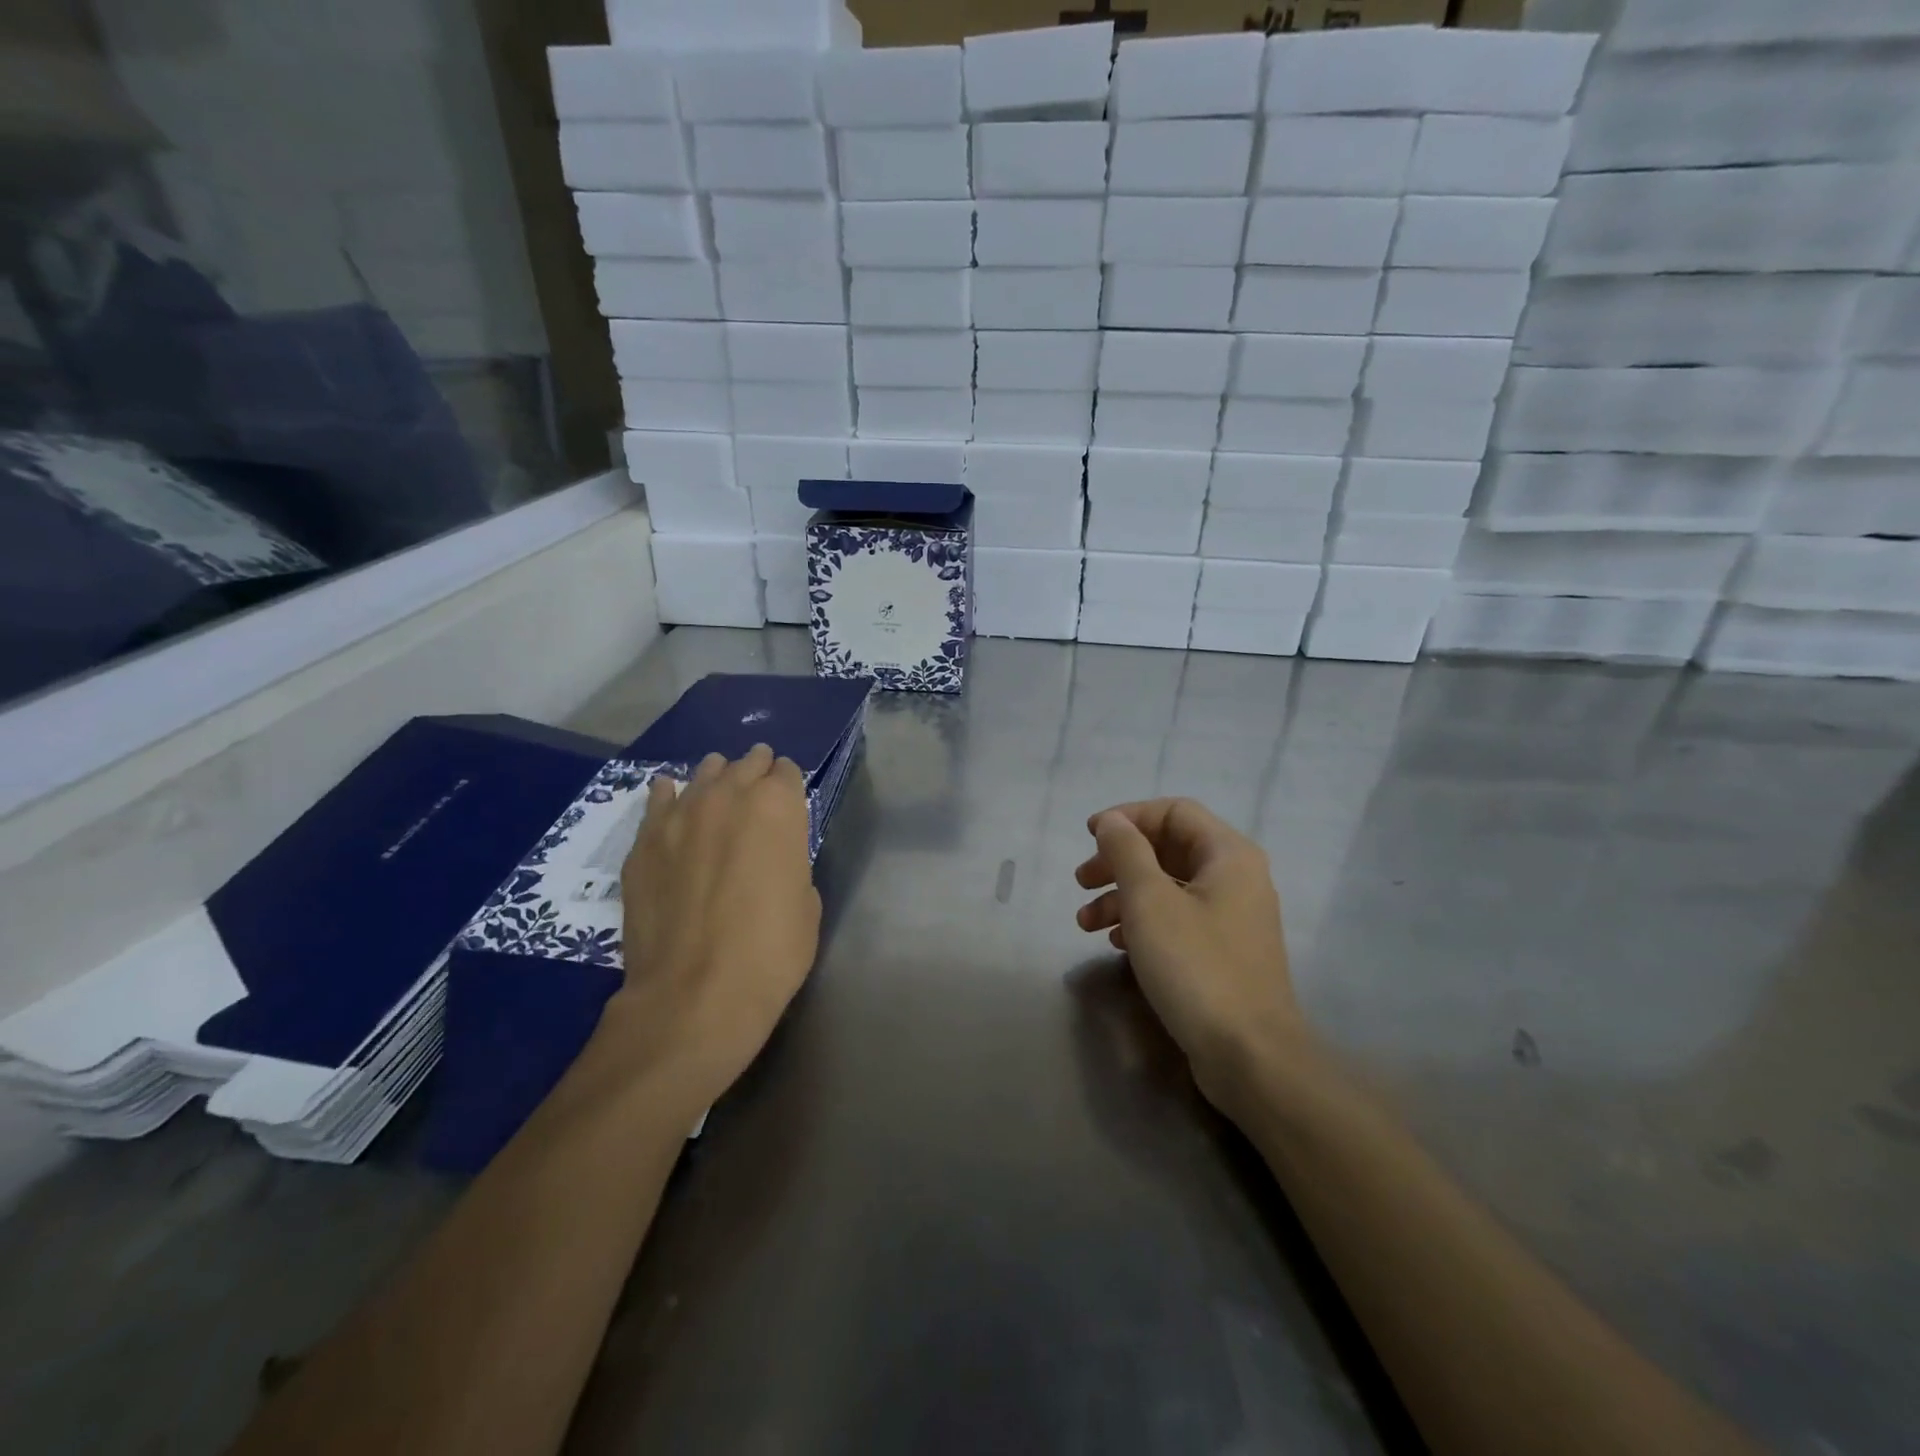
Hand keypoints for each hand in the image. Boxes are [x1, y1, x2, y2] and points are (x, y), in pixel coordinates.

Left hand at [607, 745, 821, 1108]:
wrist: (696, 993)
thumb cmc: (771, 951)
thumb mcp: (806, 902)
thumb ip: (790, 861)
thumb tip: (771, 856)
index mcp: (778, 807)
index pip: (786, 772)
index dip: (789, 785)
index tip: (788, 801)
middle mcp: (729, 795)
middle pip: (746, 764)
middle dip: (756, 773)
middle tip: (759, 793)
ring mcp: (681, 815)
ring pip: (703, 773)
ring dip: (718, 780)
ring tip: (720, 793)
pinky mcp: (644, 840)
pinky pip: (659, 799)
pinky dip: (671, 797)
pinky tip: (674, 801)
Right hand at [1075, 799, 1307, 1109]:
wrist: (1249, 1056)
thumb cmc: (1196, 966)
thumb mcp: (1149, 901)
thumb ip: (1127, 852)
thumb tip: (1113, 822)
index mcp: (1228, 855)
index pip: (1174, 811)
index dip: (1128, 816)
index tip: (1089, 836)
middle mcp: (1236, 878)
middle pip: (1168, 849)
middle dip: (1119, 861)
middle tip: (1081, 881)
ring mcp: (1232, 918)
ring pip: (1168, 888)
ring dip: (1123, 896)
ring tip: (1085, 923)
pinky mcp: (1223, 952)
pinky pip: (1177, 920)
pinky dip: (1143, 923)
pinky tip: (1115, 944)